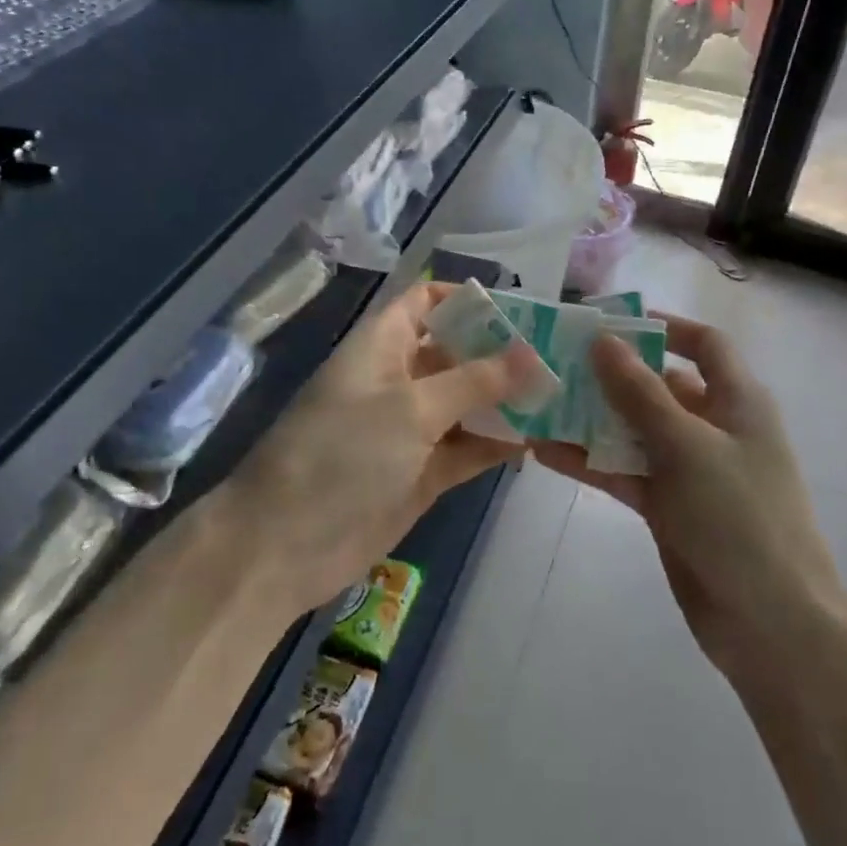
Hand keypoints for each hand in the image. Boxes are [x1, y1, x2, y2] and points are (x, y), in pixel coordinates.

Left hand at [223, 282, 541, 615]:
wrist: (284, 545)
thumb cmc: (343, 453)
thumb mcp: (411, 408)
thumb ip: (475, 381)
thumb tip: (532, 354)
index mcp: (382, 346)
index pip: (424, 303)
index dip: (467, 300)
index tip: (522, 310)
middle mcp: (397, 380)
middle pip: (455, 353)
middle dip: (502, 353)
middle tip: (560, 355)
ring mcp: (409, 430)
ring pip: (466, 404)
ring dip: (506, 401)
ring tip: (563, 395)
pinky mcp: (421, 473)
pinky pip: (466, 448)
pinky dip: (497, 444)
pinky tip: (538, 440)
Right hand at [532, 314, 846, 674]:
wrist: (770, 624)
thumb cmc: (740, 518)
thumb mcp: (687, 446)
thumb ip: (640, 393)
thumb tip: (603, 339)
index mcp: (737, 401)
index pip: (705, 344)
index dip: (664, 327)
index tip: (610, 323)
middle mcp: (714, 427)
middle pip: (660, 385)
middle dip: (612, 374)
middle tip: (556, 361)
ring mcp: (690, 470)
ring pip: (635, 430)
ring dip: (592, 419)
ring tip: (540, 403)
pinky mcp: (668, 507)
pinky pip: (625, 471)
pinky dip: (591, 462)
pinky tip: (545, 452)